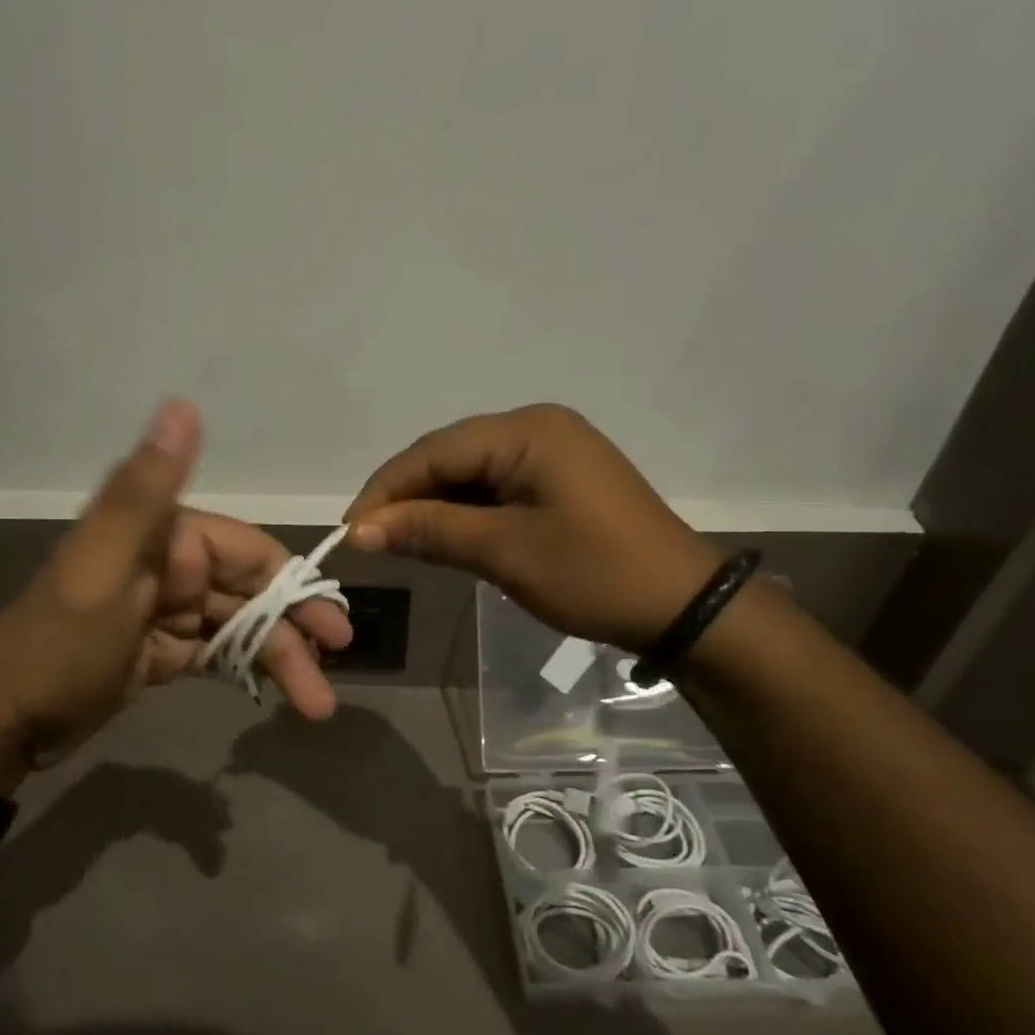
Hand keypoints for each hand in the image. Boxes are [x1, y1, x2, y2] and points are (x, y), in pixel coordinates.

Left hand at [0, 401, 352, 782]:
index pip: (247, 552)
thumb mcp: (104, 568)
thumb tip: (183, 403)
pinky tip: (277, 693)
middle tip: (335, 666)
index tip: (333, 625)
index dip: (293, 585)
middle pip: (250, 592)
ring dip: (278, 659)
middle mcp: (169, 565)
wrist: (1, 720)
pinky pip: (216, 653)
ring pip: (239, 626)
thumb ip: (146, 492)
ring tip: (315, 704)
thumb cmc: (58, 645)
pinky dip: (246, 668)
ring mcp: (165, 611)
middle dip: (293, 629)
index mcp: (163, 536)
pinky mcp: (159, 650)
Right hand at [345, 404, 720, 650]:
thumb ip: (430, 531)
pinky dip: (464, 513)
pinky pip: (494, 487)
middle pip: (449, 457)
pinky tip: (443, 537)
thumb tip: (360, 529)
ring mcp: (550, 452)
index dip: (385, 490)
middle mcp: (535, 427)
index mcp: (527, 431)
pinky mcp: (557, 479)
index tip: (350, 531)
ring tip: (398, 542)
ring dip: (432, 507)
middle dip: (406, 497)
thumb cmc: (594, 574)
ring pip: (468, 473)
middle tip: (370, 540)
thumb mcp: (504, 552)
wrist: (684, 607)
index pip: (433, 451)